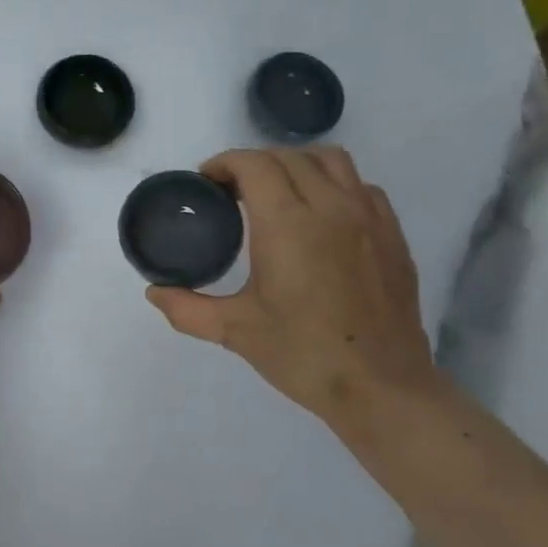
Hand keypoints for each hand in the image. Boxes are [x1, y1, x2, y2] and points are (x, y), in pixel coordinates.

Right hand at [145, 145, 441, 424]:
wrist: (382, 389)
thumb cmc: (304, 355)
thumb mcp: (235, 331)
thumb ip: (187, 308)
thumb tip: (154, 292)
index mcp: (287, 224)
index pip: (253, 165)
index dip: (224, 164)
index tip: (206, 182)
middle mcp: (330, 207)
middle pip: (287, 157)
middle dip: (253, 164)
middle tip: (231, 192)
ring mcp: (368, 218)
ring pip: (330, 160)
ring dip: (296, 165)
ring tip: (278, 193)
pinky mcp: (393, 235)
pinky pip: (361, 187)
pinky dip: (334, 185)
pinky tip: (321, 216)